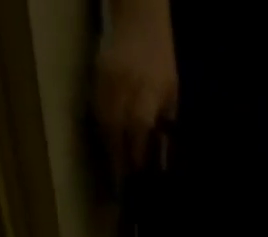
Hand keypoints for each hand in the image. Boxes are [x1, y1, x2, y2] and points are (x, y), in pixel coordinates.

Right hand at [93, 0, 177, 178]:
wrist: (140, 22)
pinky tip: (108, 145)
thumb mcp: (171, 94)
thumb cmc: (161, 64)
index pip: (139, 125)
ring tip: (114, 170)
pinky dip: (101, 131)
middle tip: (122, 182)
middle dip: (119, 157)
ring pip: (104, 121)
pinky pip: (96, 111)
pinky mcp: (96, 77)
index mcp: (149, 88)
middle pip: (118, 127)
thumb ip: (166, 125)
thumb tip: (161, 162)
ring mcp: (108, 79)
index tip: (137, 174)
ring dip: (108, 147)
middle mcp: (126, 83)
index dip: (137, 152)